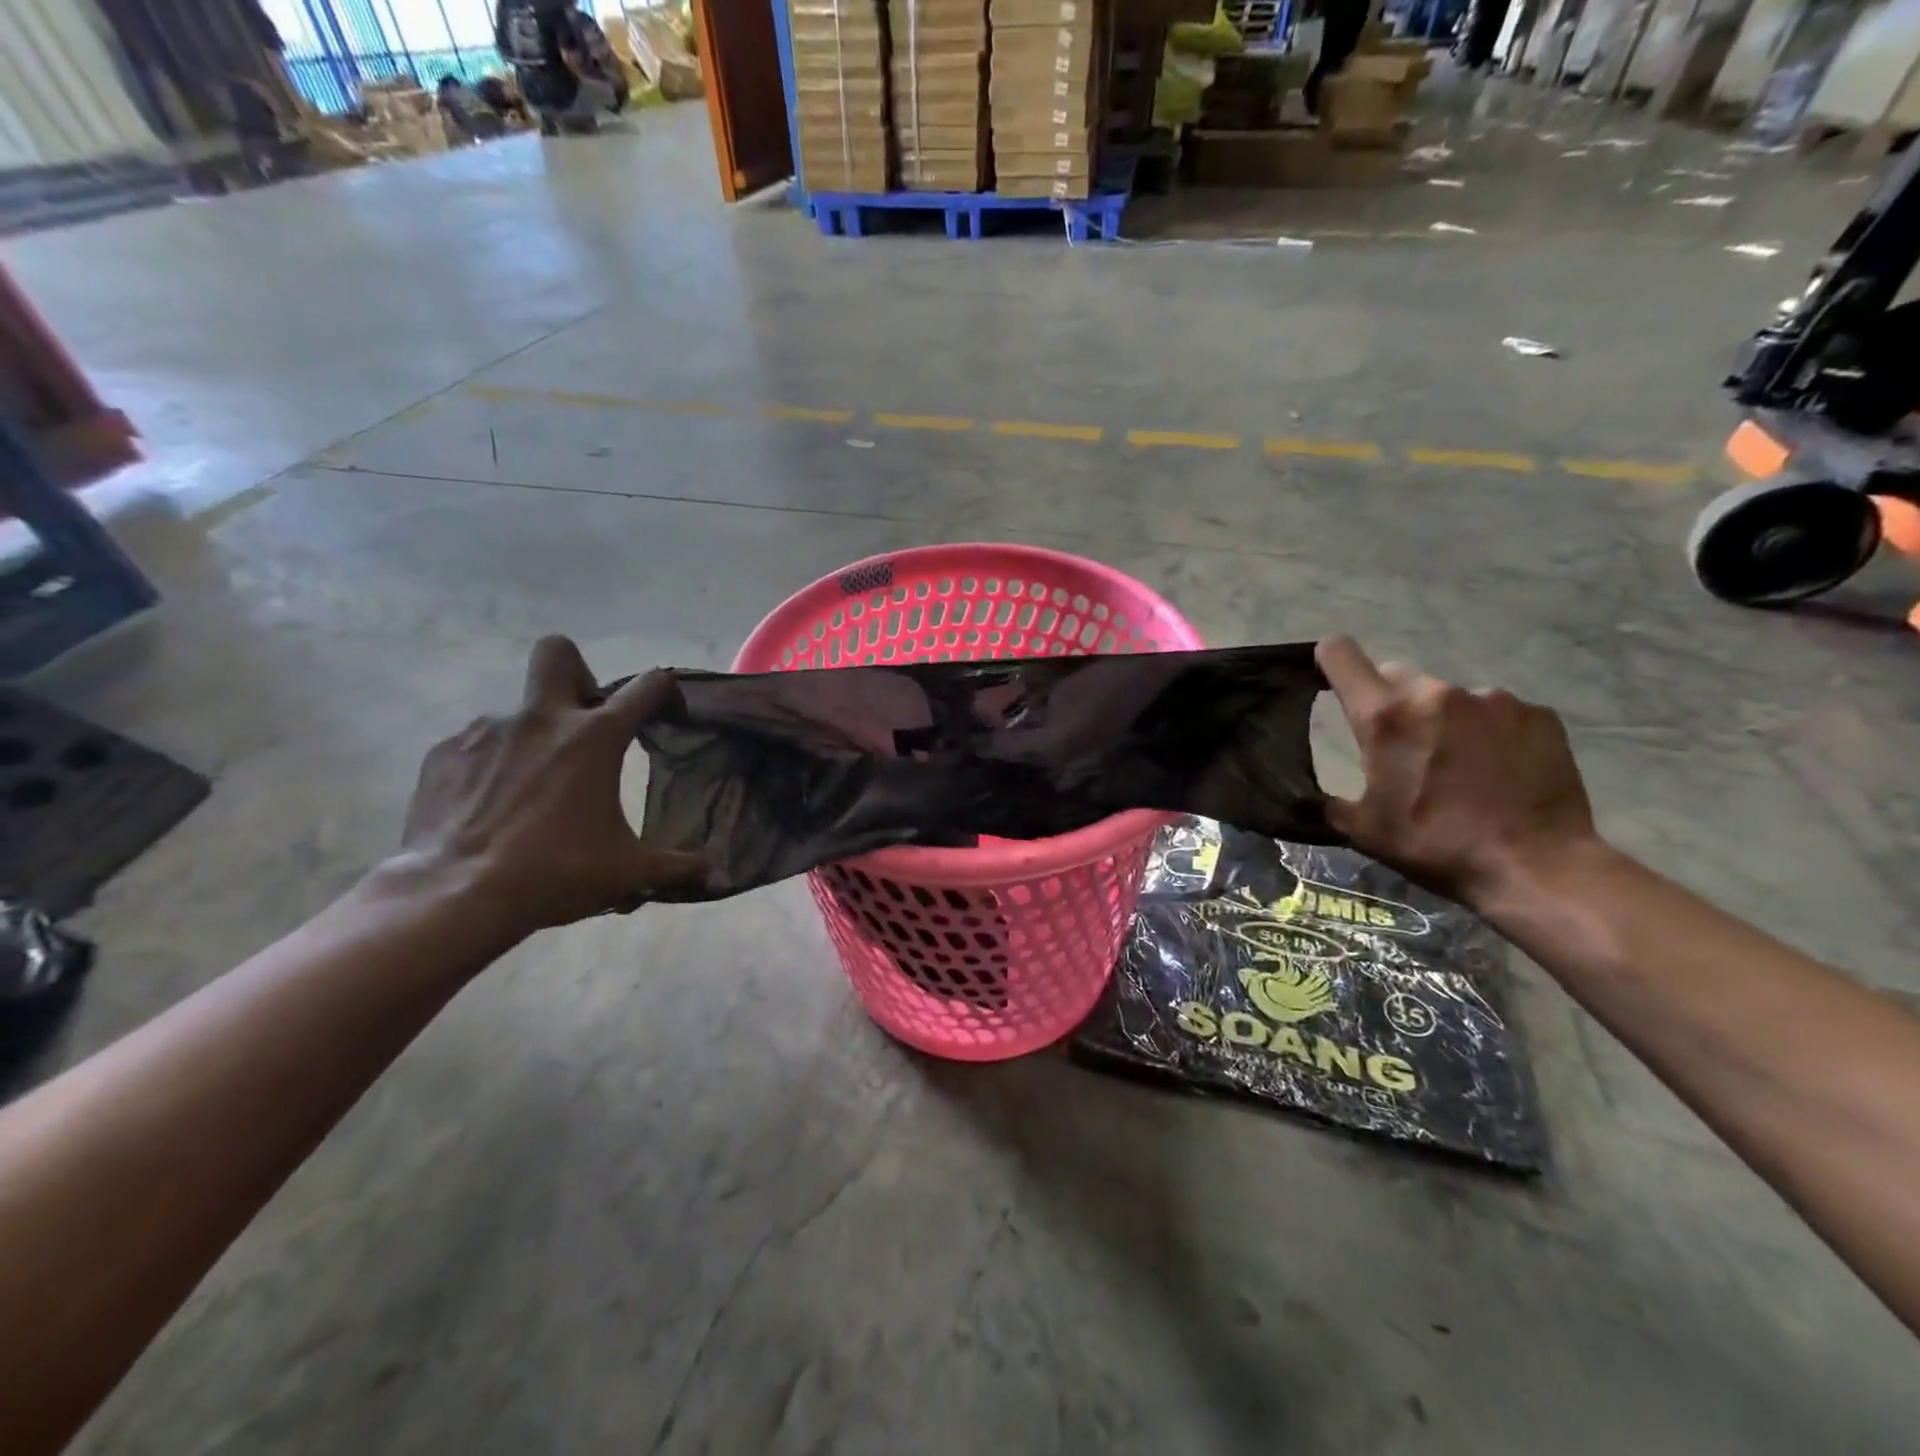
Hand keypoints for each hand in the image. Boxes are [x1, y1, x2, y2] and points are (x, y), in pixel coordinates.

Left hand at [392, 637, 706, 935]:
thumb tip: (718, 875)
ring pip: (518, 710)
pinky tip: (491, 805)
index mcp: (595, 738)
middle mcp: (542, 719)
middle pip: (559, 653)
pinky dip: (492, 764)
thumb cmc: (555, 873)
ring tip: (533, 789)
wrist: (454, 897)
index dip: (666, 691)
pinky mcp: (444, 753)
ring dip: (535, 737)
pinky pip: (478, 744)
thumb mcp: (627, 872)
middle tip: (584, 721)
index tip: (668, 713)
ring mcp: (487, 731)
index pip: (647, 686)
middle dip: (578, 675)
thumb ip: (678, 866)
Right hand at [1315, 636, 1600, 907]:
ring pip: (1447, 696)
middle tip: (1401, 745)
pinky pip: (1496, 711)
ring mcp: (1491, 699)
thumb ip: (1330, 802)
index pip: (1341, 654)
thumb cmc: (1436, 845)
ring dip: (1440, 718)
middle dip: (1389, 702)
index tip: (1328, 678)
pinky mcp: (1536, 714)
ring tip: (1457, 764)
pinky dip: (1487, 731)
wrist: (1537, 866)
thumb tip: (1312, 798)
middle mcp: (1434, 693)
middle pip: (1395, 675)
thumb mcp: (1365, 830)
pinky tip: (1497, 769)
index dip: (1328, 660)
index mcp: (1384, 716)